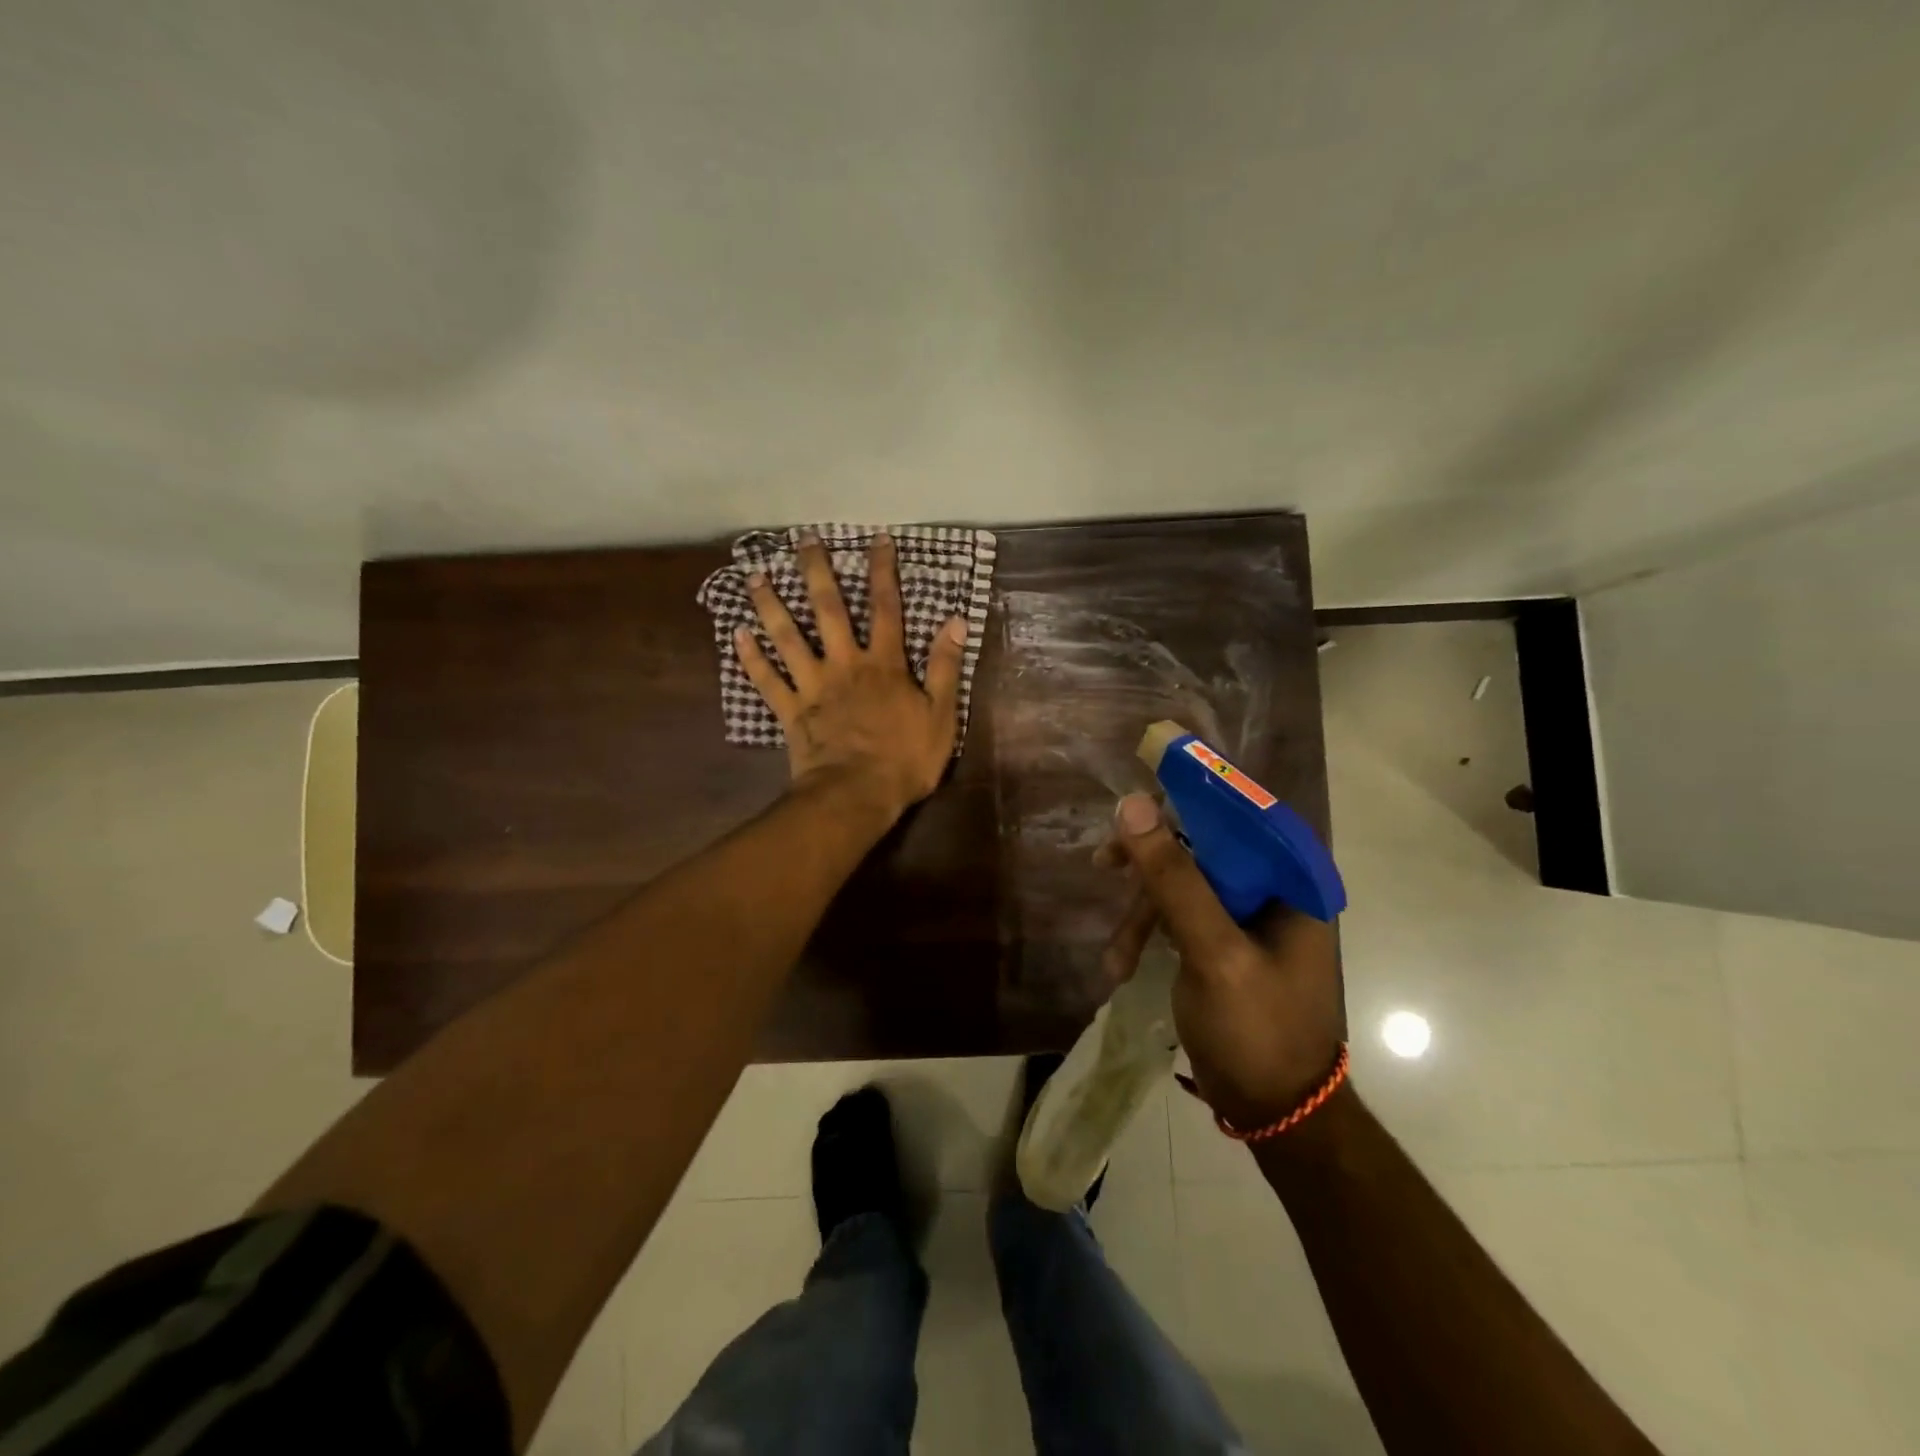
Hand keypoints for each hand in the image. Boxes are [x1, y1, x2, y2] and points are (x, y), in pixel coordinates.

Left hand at [736, 531, 966, 817]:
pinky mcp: (791, 711)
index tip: (877, 539)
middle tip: (801, 540)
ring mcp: (813, 686)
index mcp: (884, 664)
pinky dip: (751, 658)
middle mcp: (845, 664)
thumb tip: (955, 621)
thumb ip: (944, 667)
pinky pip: (767, 681)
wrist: (857, 796)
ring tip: (754, 575)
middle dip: (816, 572)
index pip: (886, 608)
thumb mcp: (941, 716)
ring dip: (770, 605)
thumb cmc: (904, 760)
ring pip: (788, 638)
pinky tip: (736, 634)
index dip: (883, 572)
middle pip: (828, 610)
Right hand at [1101, 793, 1342, 1128]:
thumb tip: (1133, 805)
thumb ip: (1176, 879)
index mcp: (1292, 882)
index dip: (1190, 795)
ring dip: (1142, 913)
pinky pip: (1178, 917)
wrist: (1276, 1116)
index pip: (1243, 812)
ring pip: (1182, 883)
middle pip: (1204, 845)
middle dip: (1152, 863)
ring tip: (1116, 957)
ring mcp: (1245, 919)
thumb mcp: (1214, 953)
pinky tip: (1122, 964)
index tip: (1138, 800)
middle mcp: (1272, 891)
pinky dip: (1148, 935)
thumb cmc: (1258, 1031)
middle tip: (1104, 863)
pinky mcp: (1221, 944)